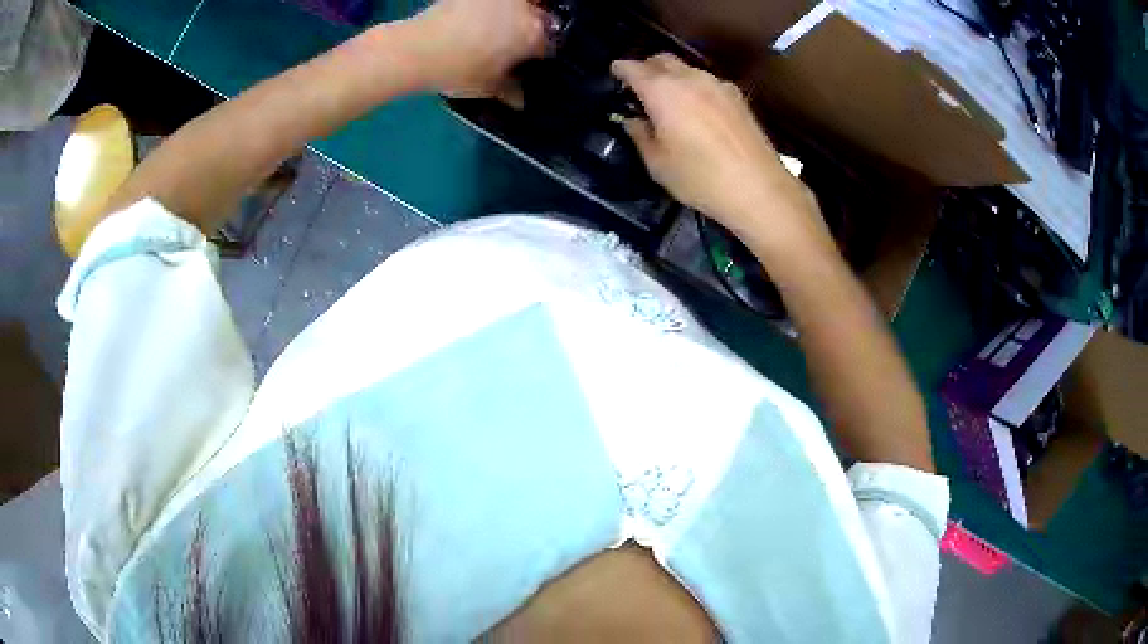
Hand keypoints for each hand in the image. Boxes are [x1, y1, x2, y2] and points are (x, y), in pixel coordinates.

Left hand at [416, 0, 547, 96]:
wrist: (417, 49)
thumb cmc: (459, 70)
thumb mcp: (488, 87)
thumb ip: (510, 91)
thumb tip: (521, 100)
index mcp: (533, 35)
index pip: (549, 44)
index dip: (540, 55)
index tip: (528, 63)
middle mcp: (524, 10)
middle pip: (540, 17)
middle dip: (531, 29)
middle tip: (513, 44)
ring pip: (520, 4)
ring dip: (514, 15)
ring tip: (495, 30)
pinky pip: (492, 2)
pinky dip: (489, 9)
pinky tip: (475, 20)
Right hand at [612, 55, 825, 248]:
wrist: (758, 188)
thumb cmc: (700, 178)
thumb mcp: (658, 164)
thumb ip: (640, 136)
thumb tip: (633, 120)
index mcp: (662, 91)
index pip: (633, 68)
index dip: (620, 69)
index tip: (614, 73)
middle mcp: (690, 78)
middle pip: (662, 59)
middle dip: (647, 67)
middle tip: (639, 85)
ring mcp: (717, 85)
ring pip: (687, 69)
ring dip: (672, 77)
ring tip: (668, 99)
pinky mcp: (738, 97)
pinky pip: (707, 82)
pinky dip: (694, 88)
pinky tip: (697, 109)